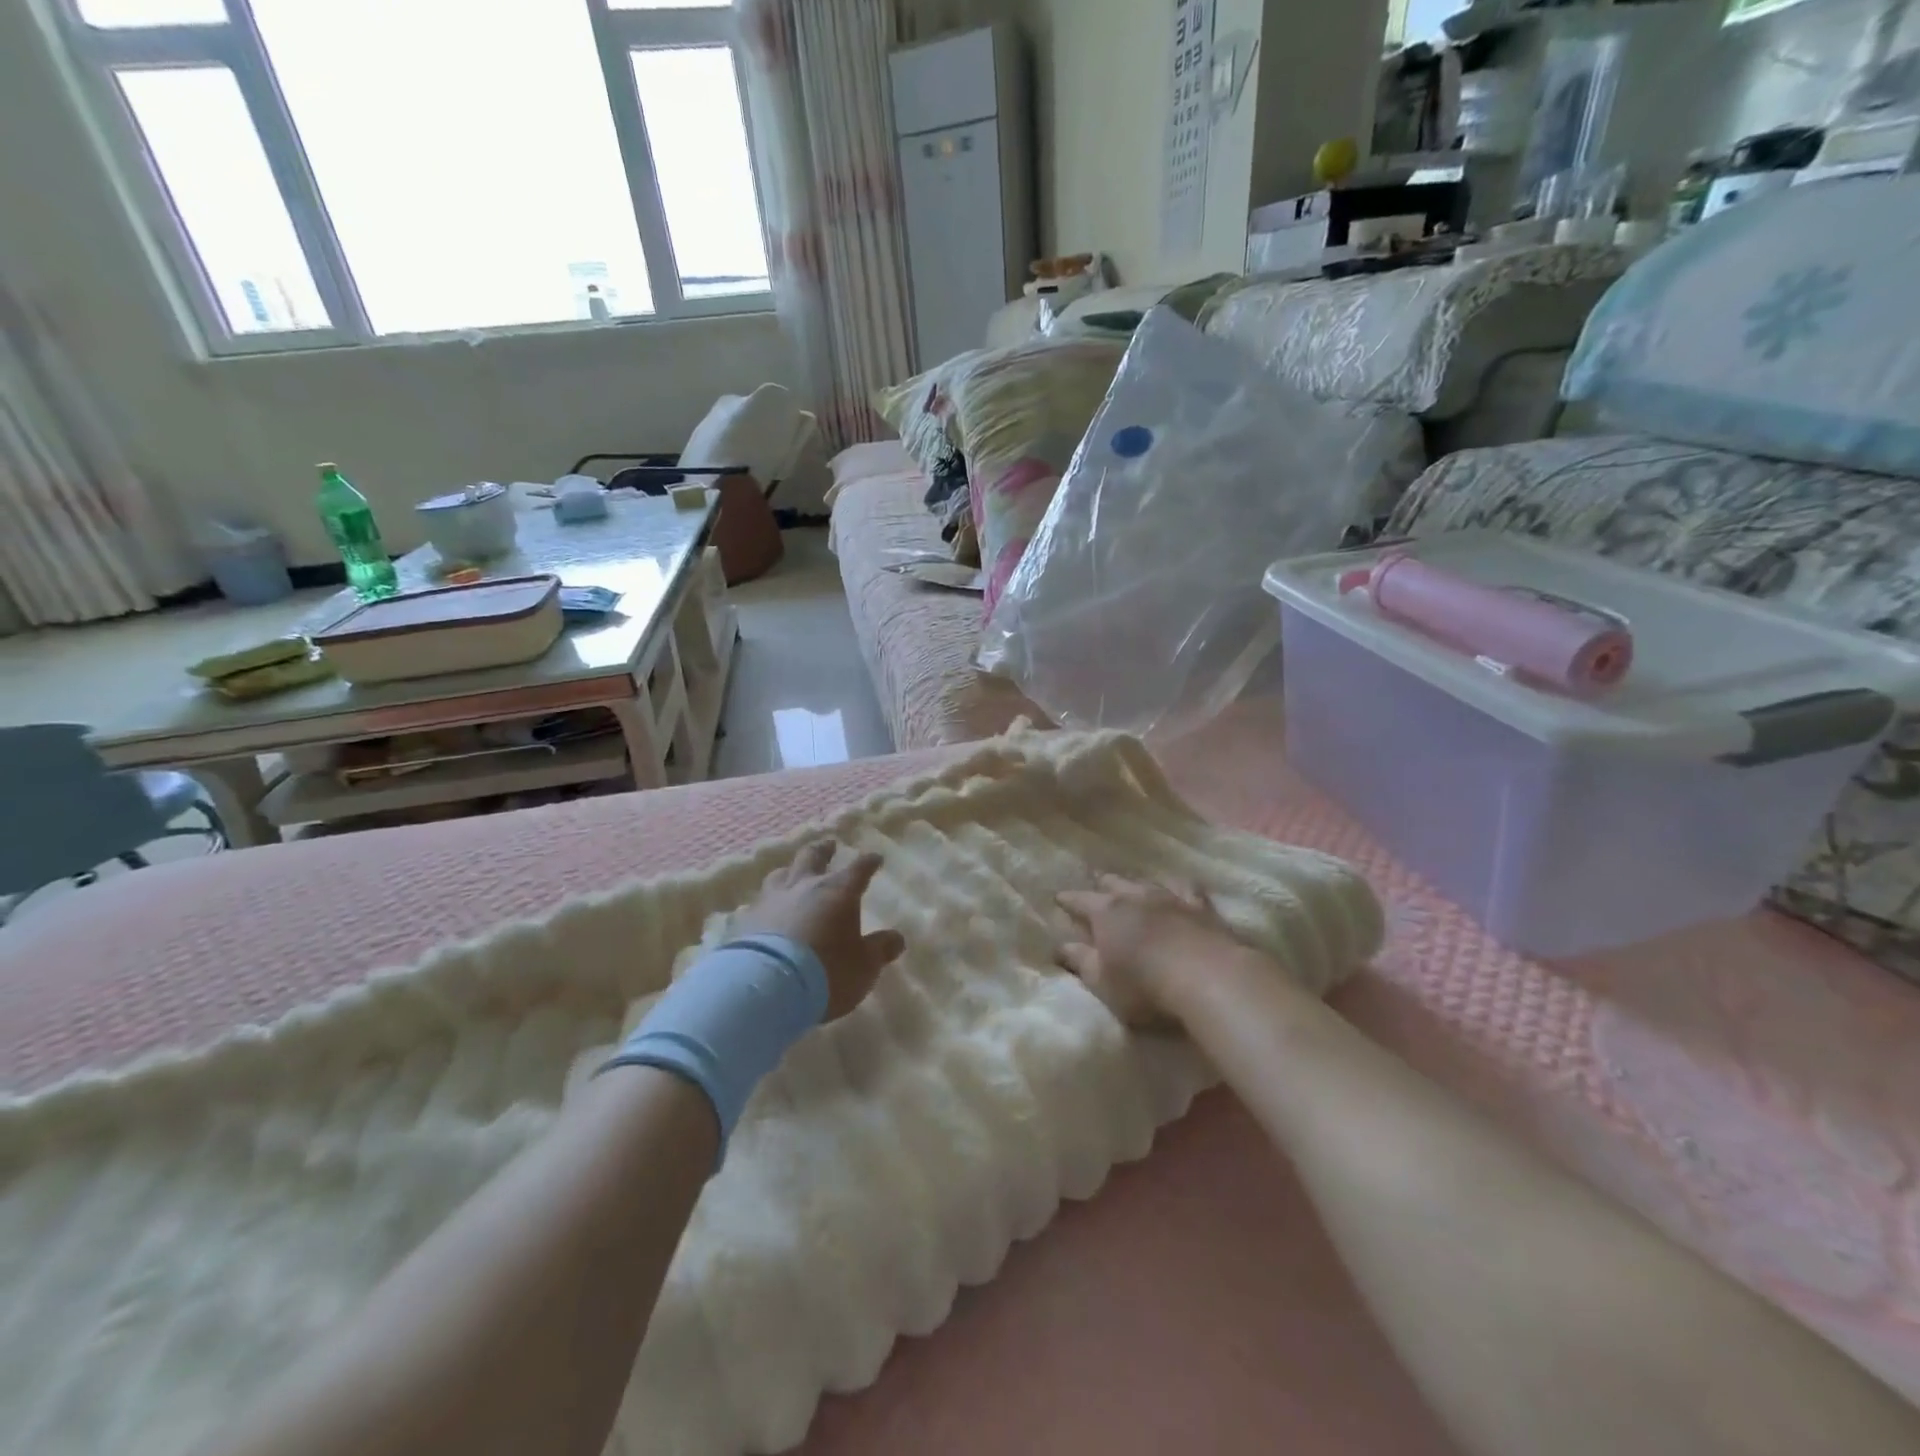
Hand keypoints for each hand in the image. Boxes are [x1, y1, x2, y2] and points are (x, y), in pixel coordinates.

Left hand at [735, 841, 905, 1020]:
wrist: (766, 986)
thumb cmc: (826, 972)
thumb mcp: (864, 966)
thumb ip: (880, 949)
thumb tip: (897, 938)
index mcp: (838, 892)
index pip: (858, 869)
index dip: (868, 863)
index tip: (875, 858)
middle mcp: (804, 887)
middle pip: (813, 857)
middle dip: (824, 850)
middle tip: (829, 845)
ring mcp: (772, 900)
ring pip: (781, 874)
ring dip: (791, 870)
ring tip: (793, 872)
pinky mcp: (747, 920)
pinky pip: (760, 902)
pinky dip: (768, 901)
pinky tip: (767, 908)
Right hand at [1056, 876, 1246, 1029]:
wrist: (1209, 977)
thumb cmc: (1145, 985)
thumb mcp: (1102, 982)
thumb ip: (1080, 961)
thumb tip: (1060, 946)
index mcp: (1106, 912)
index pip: (1080, 900)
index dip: (1068, 900)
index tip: (1058, 898)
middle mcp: (1135, 896)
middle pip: (1114, 883)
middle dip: (1103, 886)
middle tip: (1097, 888)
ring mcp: (1171, 898)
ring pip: (1147, 883)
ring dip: (1137, 885)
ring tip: (1133, 886)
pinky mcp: (1202, 908)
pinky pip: (1186, 889)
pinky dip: (1177, 888)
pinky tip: (1178, 890)